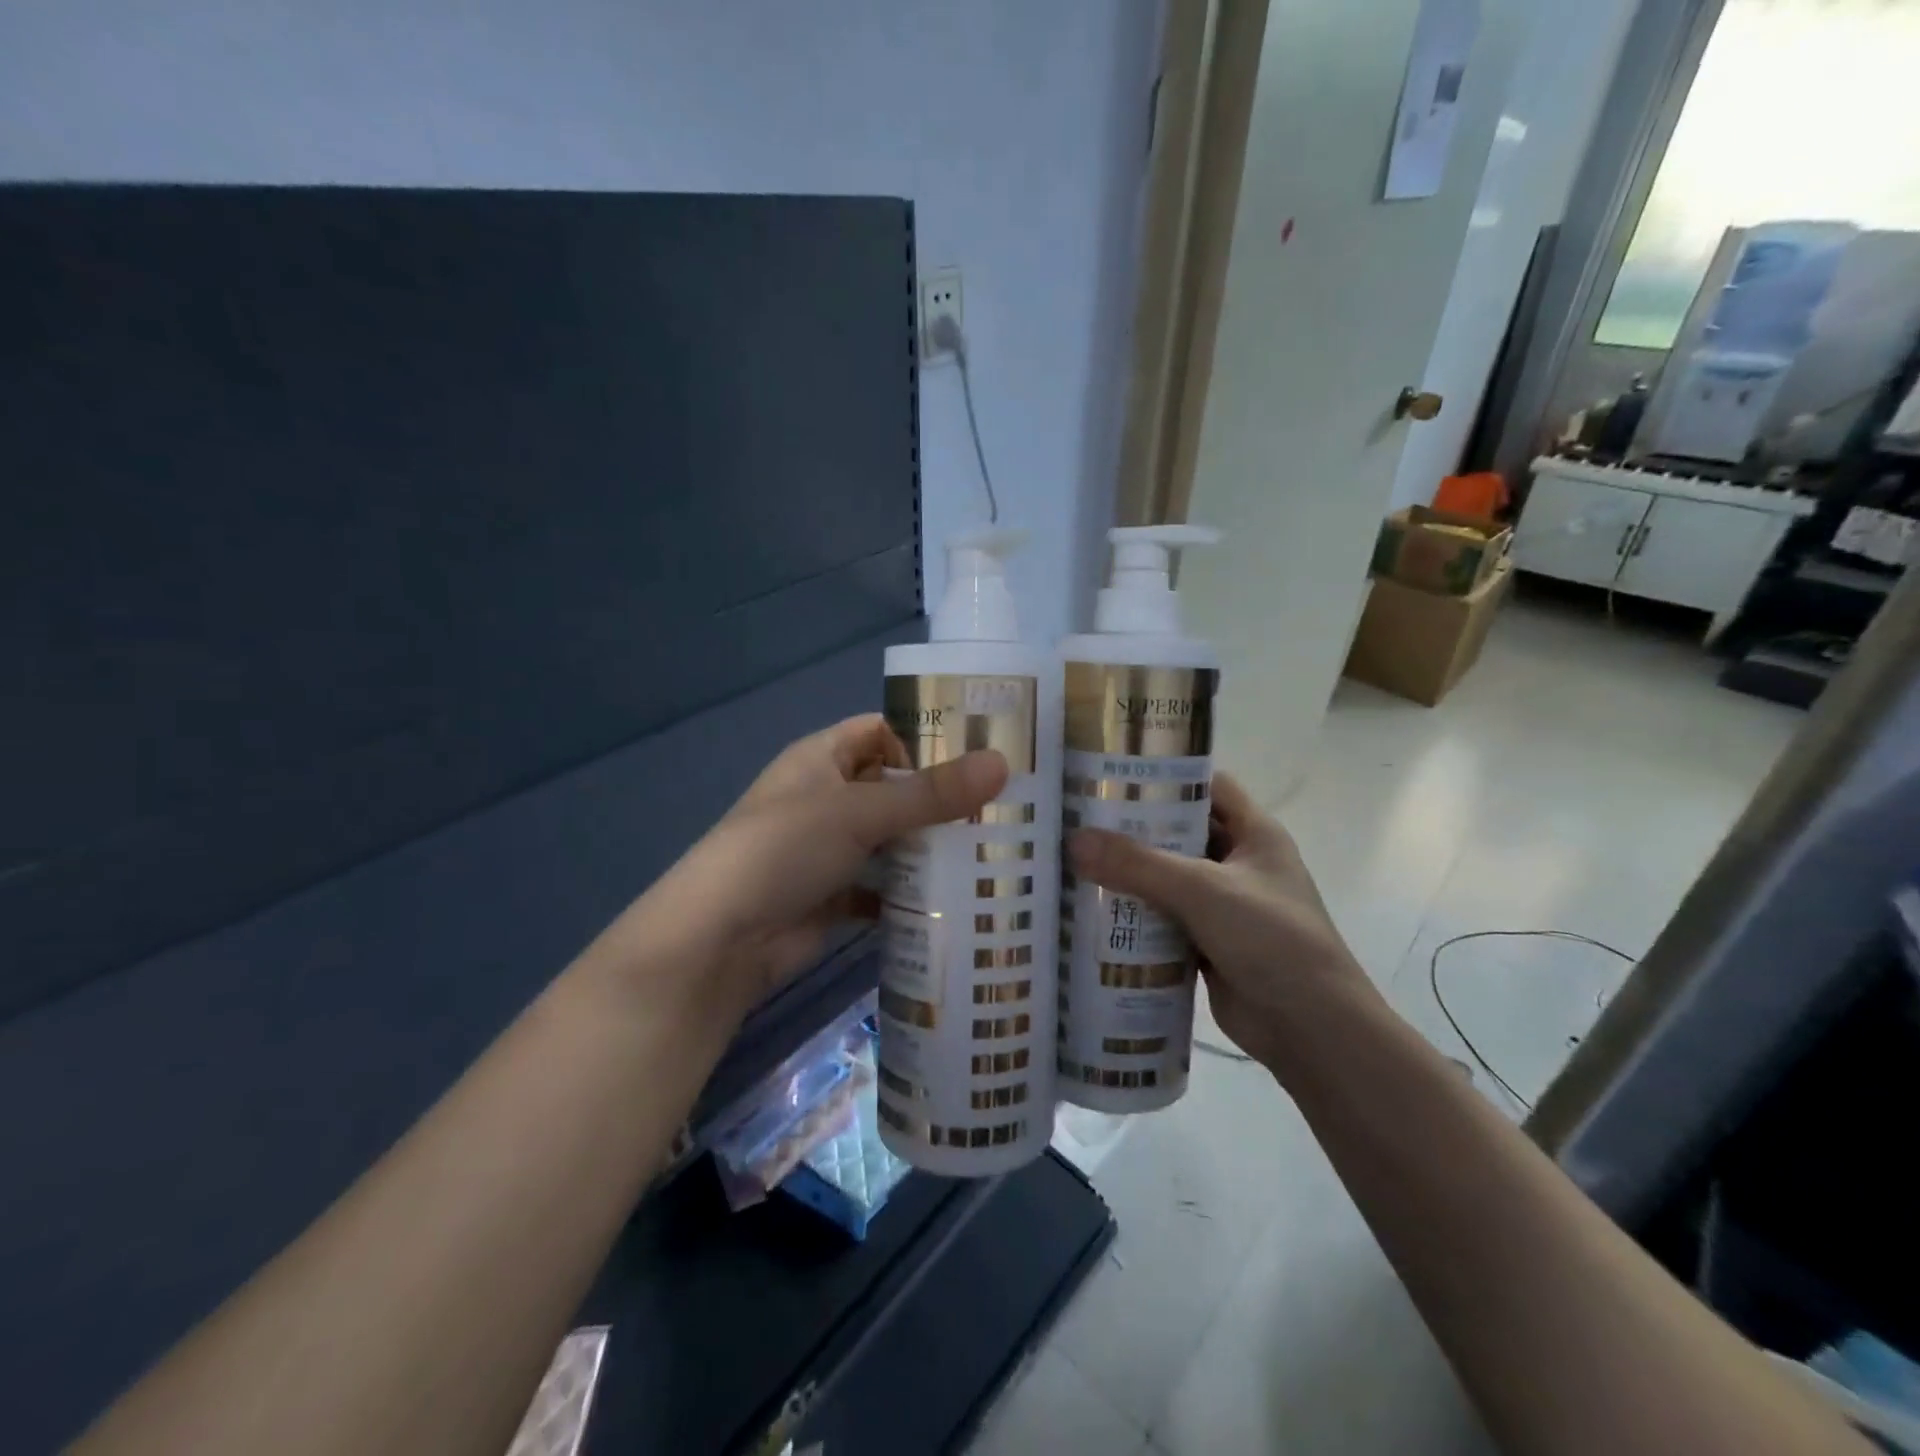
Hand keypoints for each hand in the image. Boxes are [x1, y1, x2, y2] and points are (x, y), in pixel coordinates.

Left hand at [634, 715, 1007, 1015]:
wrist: (720, 941)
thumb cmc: (785, 850)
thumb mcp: (860, 812)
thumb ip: (931, 793)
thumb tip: (1002, 763)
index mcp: (820, 758)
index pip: (881, 731)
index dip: (927, 735)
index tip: (984, 749)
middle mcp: (825, 798)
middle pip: (892, 787)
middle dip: (940, 797)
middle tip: (1004, 804)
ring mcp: (828, 849)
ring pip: (890, 838)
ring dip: (930, 846)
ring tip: (994, 848)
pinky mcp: (833, 895)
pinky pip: (882, 885)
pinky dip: (910, 892)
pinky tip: (955, 900)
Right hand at [1069, 773, 1374, 1074]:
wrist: (1312, 1030)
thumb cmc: (1271, 939)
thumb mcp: (1203, 890)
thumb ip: (1138, 864)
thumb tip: (1074, 840)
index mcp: (1255, 834)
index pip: (1208, 786)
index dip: (1167, 776)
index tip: (1115, 775)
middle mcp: (1240, 863)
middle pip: (1180, 833)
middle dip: (1135, 828)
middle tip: (1080, 820)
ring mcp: (1224, 906)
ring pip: (1168, 878)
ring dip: (1130, 875)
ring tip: (1076, 861)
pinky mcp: (1208, 943)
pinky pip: (1164, 919)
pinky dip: (1135, 916)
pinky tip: (1094, 912)